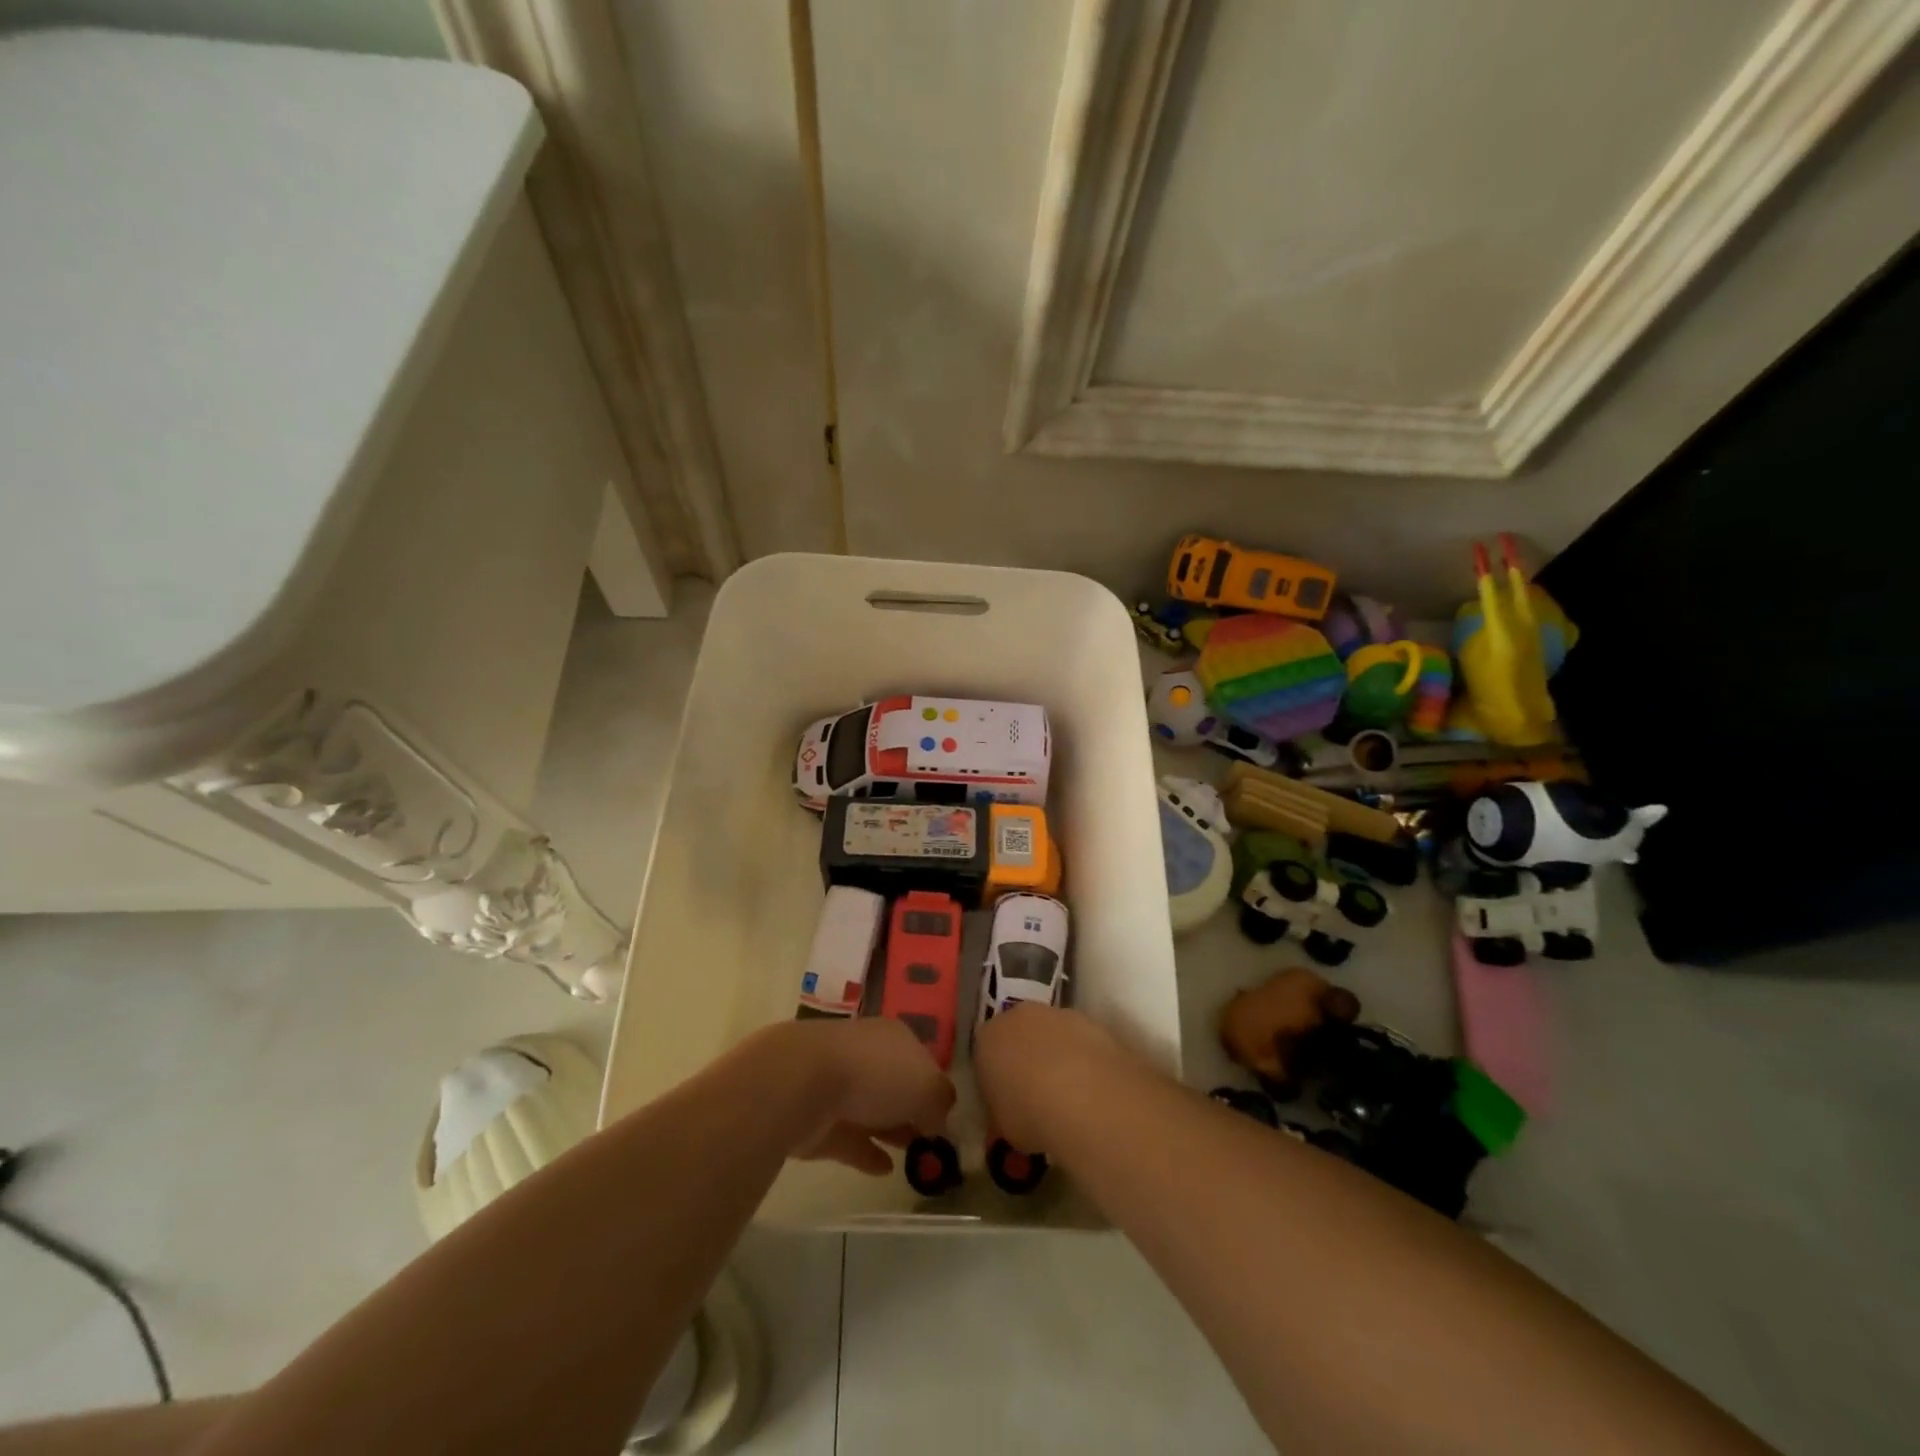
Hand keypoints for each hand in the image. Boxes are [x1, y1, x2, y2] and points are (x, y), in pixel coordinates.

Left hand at [776, 1018, 956, 1175]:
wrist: (804, 1083)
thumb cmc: (876, 1074)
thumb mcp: (928, 1085)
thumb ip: (941, 1102)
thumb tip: (938, 1120)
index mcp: (895, 1037)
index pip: (922, 1060)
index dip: (936, 1087)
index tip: (947, 1117)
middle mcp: (868, 1055)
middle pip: (897, 1083)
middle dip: (913, 1108)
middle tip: (931, 1139)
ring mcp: (840, 1086)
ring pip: (874, 1110)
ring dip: (892, 1130)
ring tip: (914, 1156)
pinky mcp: (820, 1120)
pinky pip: (851, 1139)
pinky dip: (868, 1152)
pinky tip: (886, 1170)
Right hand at [973, 1004, 1132, 1152]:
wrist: (1085, 1098)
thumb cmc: (1031, 1114)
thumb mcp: (1003, 1126)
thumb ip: (1002, 1111)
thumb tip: (1011, 1112)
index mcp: (988, 1038)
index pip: (985, 1052)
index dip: (995, 1076)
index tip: (1006, 1100)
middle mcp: (1019, 1016)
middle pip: (1019, 1034)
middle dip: (1026, 1058)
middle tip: (1037, 1094)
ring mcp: (1057, 1014)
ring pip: (1052, 1034)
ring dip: (1057, 1055)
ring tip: (1070, 1096)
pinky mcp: (1090, 1021)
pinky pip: (1081, 1041)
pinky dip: (1084, 1059)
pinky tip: (1093, 1089)